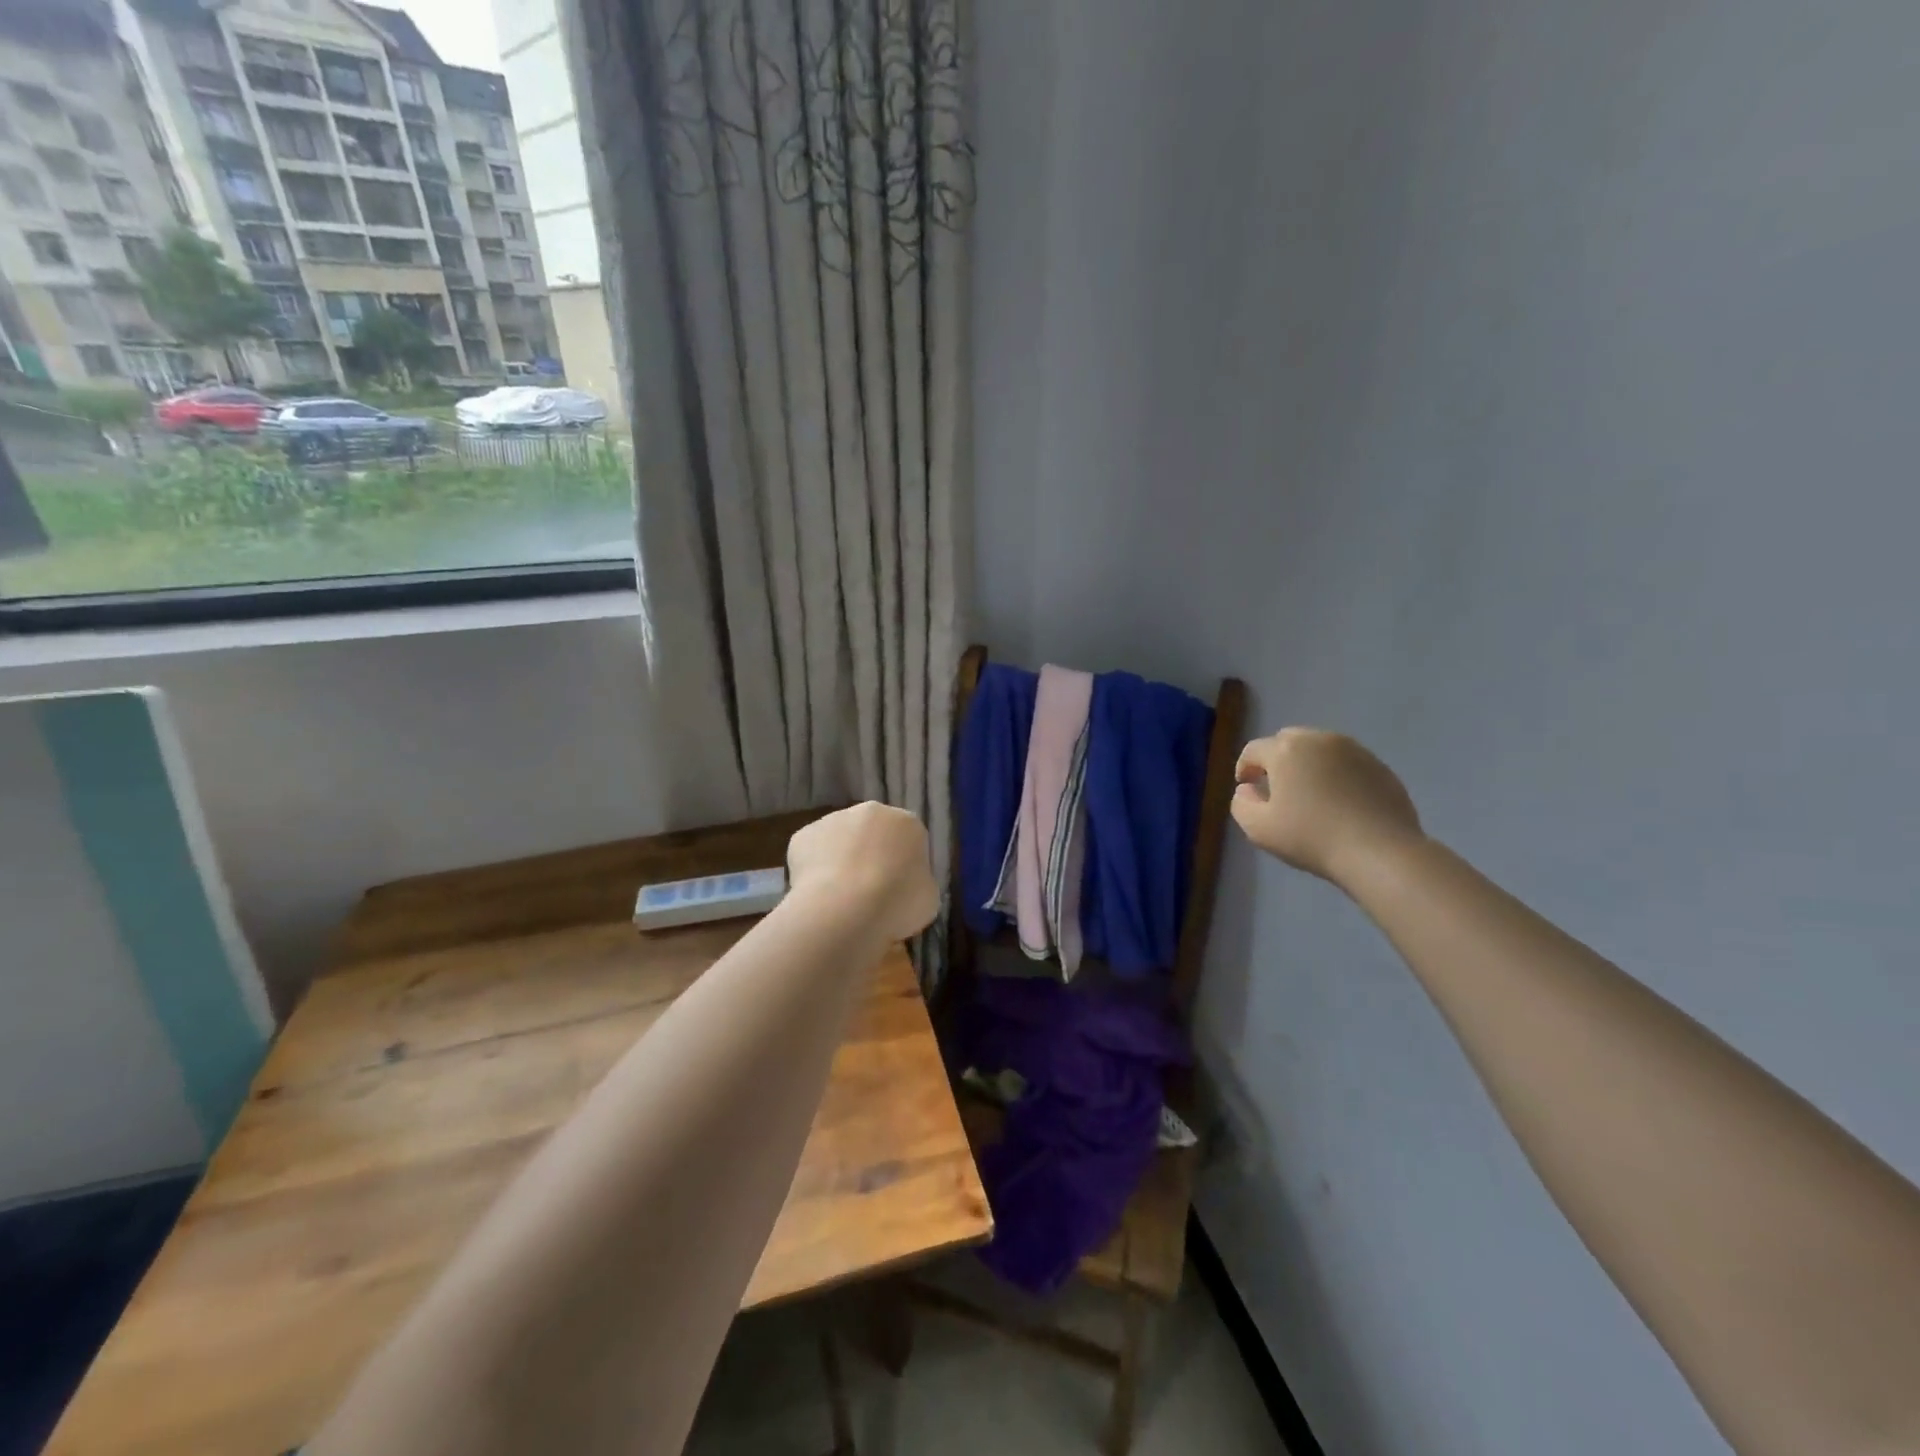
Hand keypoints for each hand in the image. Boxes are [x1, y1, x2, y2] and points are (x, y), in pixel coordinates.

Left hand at [786, 803, 938, 943]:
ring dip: (842, 861)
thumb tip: (904, 886)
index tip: (899, 890)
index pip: (909, 839)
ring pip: (840, 840)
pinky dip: (815, 871)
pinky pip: (812, 854)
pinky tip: (819, 896)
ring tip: (840, 898)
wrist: (845, 909)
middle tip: (869, 892)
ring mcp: (833, 819)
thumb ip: (917, 883)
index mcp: (908, 822)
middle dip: (871, 856)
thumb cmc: (898, 902)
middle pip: (873, 833)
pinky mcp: (803, 835)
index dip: (903, 866)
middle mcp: (871, 811)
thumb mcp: (928, 898)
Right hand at [1231, 729, 1423, 884]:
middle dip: (1277, 759)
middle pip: (1288, 741)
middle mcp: (1319, 740)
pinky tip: (1340, 801)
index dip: (1245, 767)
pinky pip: (1347, 762)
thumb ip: (1241, 804)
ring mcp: (1354, 750)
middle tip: (1277, 787)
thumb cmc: (1312, 838)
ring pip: (1320, 748)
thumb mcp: (1258, 829)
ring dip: (1308, 764)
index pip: (1253, 750)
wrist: (1380, 852)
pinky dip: (1336, 774)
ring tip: (1310, 793)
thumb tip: (1247, 789)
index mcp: (1285, 751)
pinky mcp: (1379, 766)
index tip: (1247, 788)